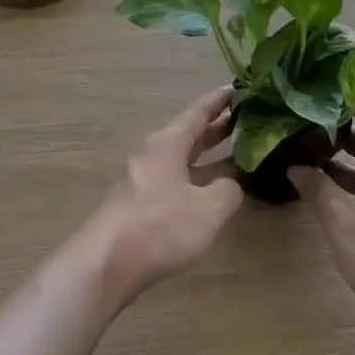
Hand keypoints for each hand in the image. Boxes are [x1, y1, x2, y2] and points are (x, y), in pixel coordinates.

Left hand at [87, 87, 244, 305]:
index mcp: (168, 143)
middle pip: (190, 134)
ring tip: (240, 156)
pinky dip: (197, 181)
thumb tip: (233, 184)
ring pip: (183, 161)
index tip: (242, 88)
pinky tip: (213, 195)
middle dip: (218, 128)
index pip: (199, 112)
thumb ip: (229, 191)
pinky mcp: (139, 206)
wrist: (104, 265)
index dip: (221, 100)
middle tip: (250, 121)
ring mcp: (143, 180)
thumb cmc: (159, 226)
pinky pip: (175, 182)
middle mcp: (154, 154)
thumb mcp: (208, 209)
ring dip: (210, 158)